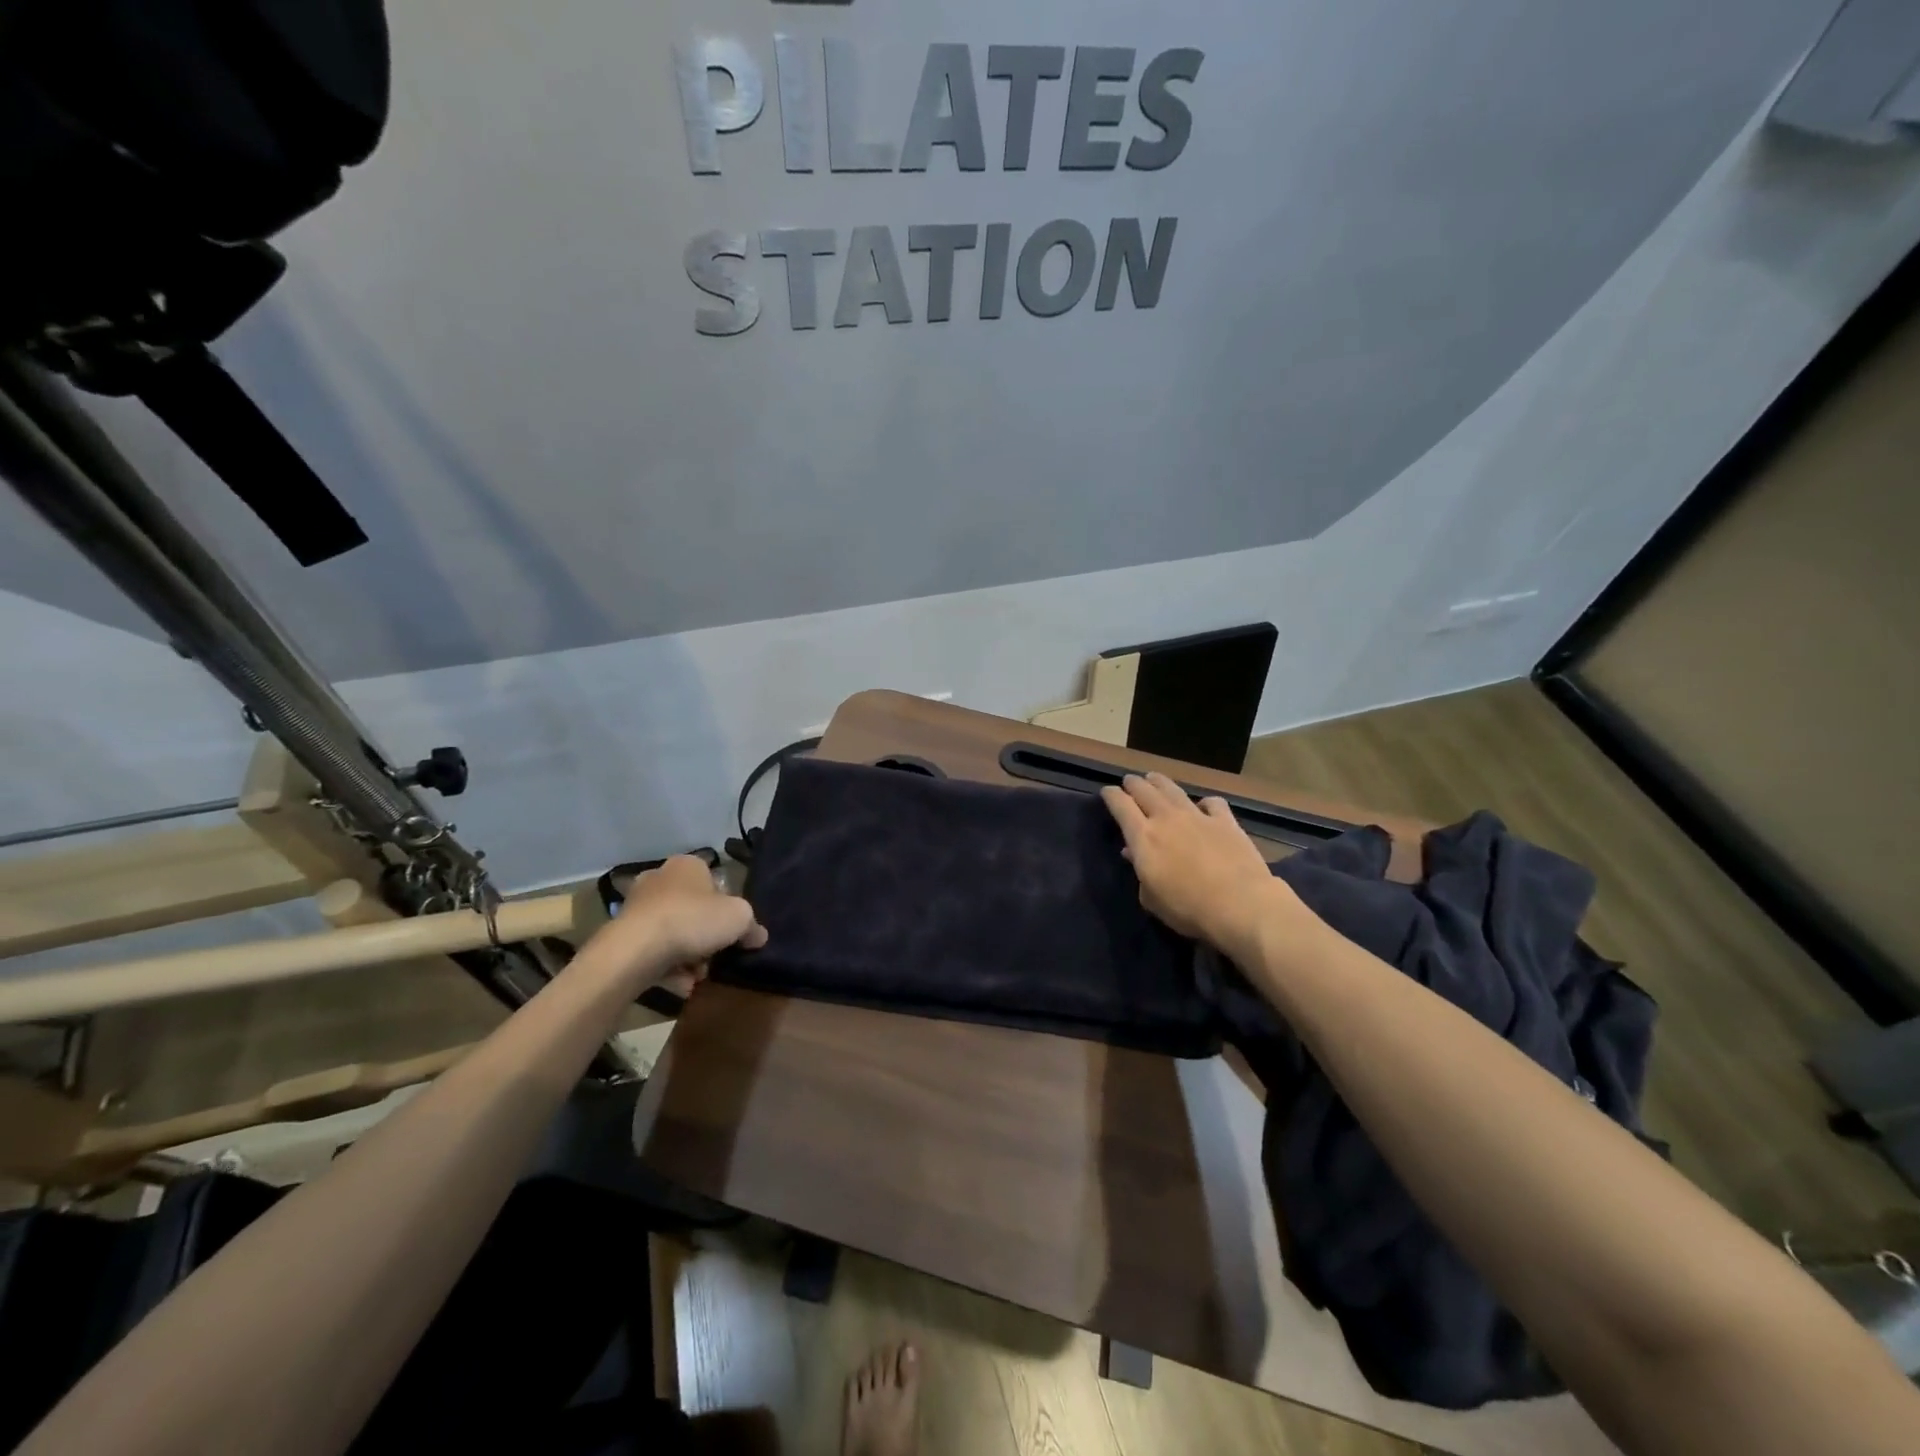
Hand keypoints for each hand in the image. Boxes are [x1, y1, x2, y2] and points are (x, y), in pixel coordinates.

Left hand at [584, 855, 766, 995]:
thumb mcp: (739, 918)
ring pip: (673, 932)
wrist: (636, 950)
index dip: (727, 906)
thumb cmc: (693, 919)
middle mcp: (659, 878)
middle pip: (693, 909)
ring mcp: (636, 907)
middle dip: (705, 935)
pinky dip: (667, 967)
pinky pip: (653, 951)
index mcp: (687, 865)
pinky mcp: (621, 935)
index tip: (733, 930)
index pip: (714, 881)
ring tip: (697, 975)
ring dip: (688, 955)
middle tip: (716, 955)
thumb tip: (758, 936)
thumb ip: (752, 926)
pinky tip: (680, 984)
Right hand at [1101, 772, 1299, 958]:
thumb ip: (1140, 872)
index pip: (1120, 805)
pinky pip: (1212, 802)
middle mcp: (1167, 818)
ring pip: (1173, 789)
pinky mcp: (1225, 821)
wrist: (1240, 905)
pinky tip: (1203, 806)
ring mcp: (1197, 816)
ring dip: (1160, 782)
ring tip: (1154, 778)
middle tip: (1129, 781)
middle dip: (1133, 783)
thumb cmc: (1188, 908)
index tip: (1107, 792)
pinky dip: (1204, 802)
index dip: (1111, 795)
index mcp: (1143, 837)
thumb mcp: (1152, 898)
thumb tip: (1133, 853)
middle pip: (1144, 790)